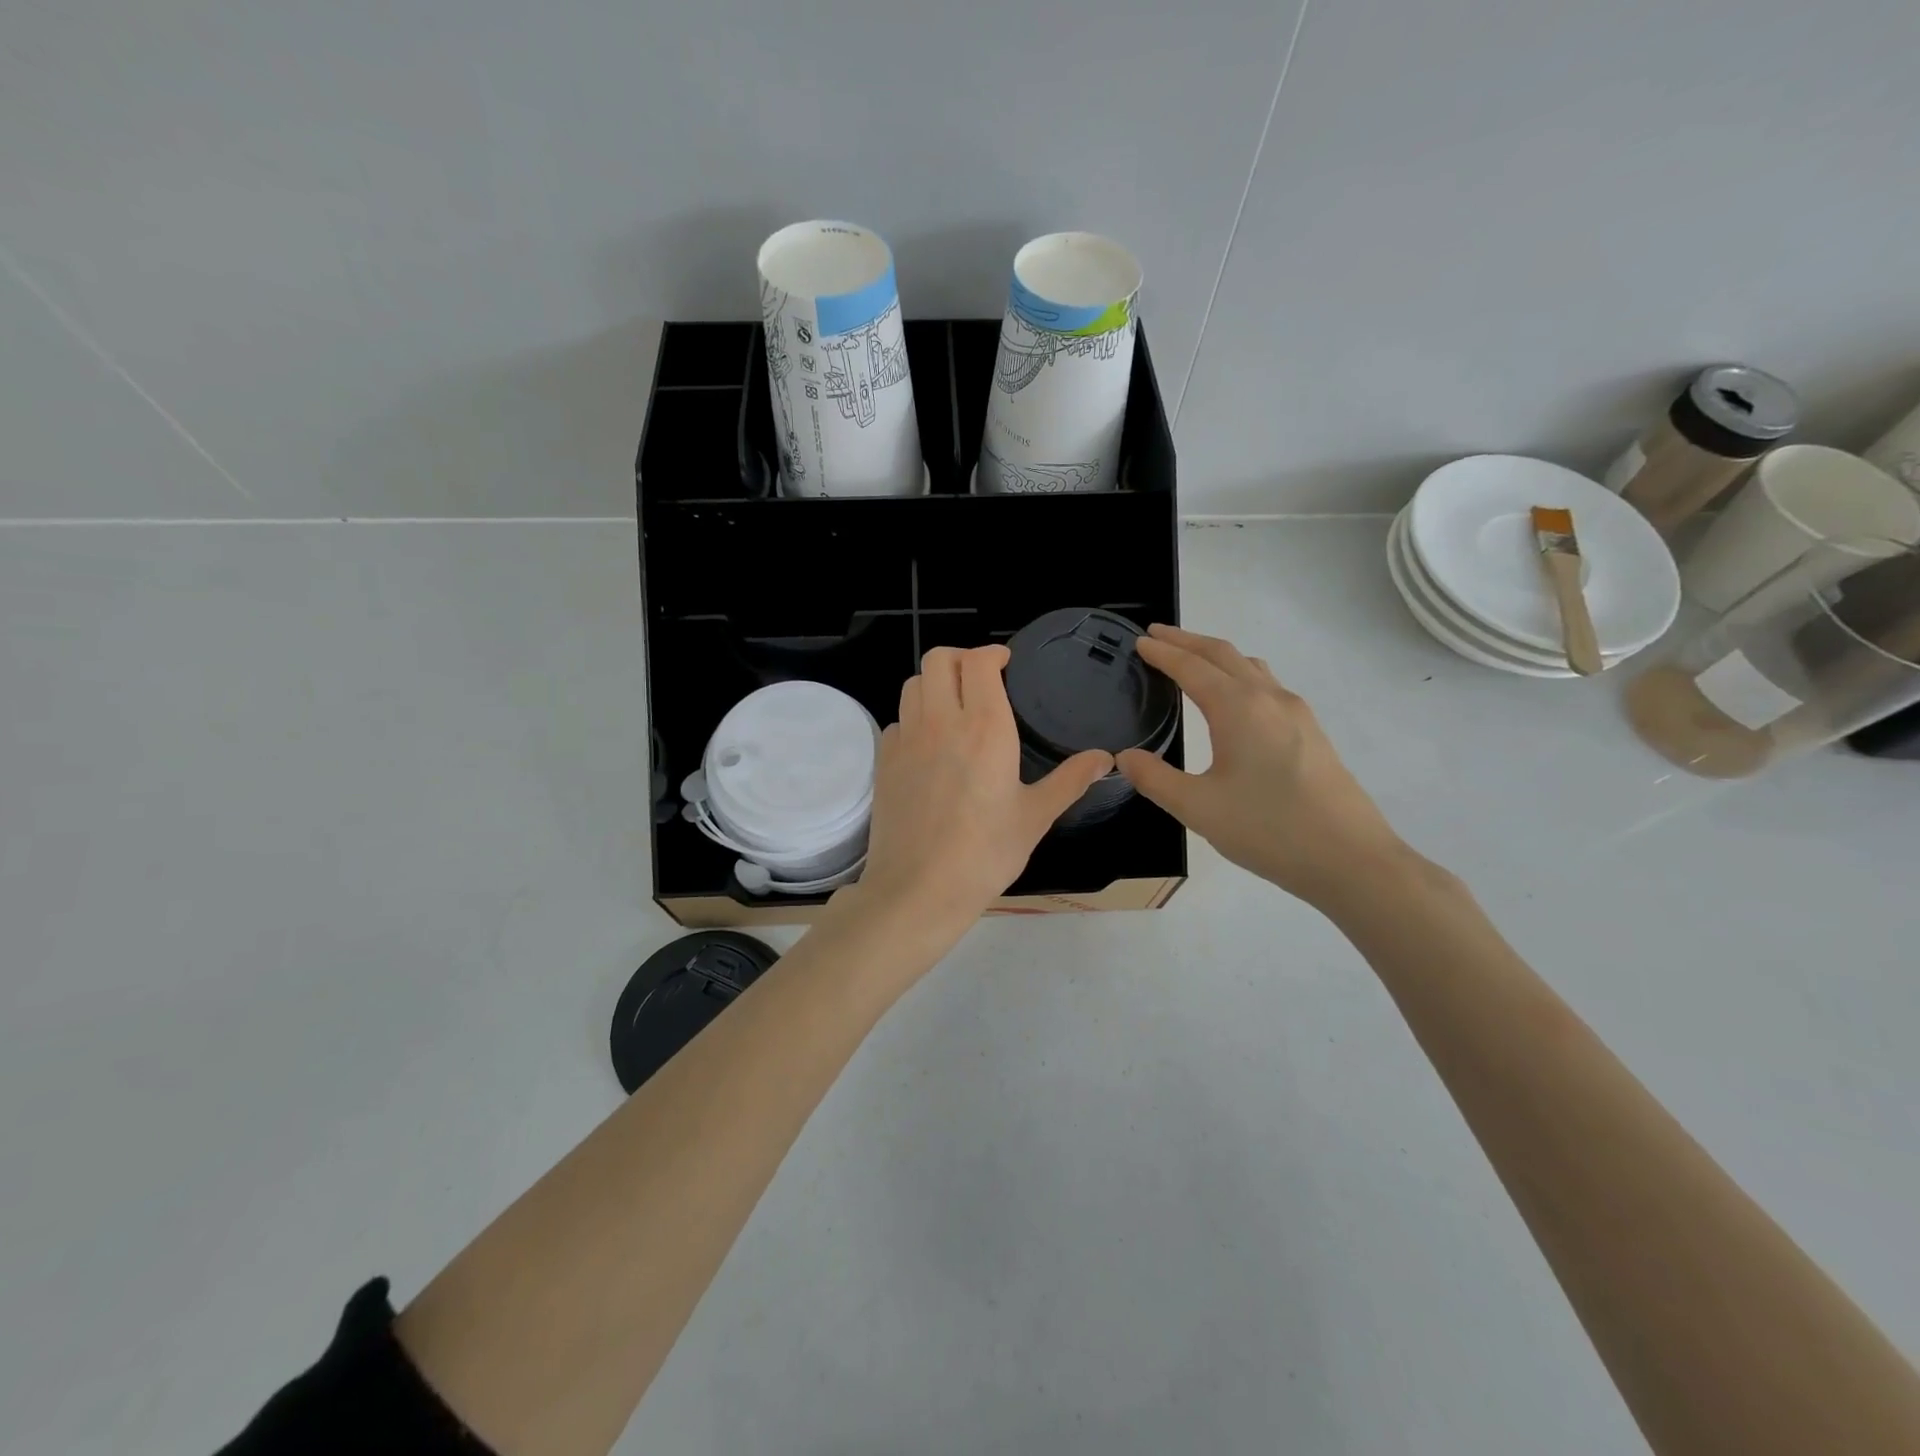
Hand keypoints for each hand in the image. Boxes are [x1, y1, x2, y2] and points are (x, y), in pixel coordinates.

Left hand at [848, 645, 1112, 937]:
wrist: (918, 889)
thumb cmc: (985, 854)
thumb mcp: (1035, 817)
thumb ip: (1070, 780)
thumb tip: (1106, 758)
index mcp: (984, 728)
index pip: (977, 662)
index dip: (991, 653)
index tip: (1005, 663)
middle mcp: (941, 722)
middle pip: (938, 659)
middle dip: (960, 658)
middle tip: (979, 678)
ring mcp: (906, 740)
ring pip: (913, 684)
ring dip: (935, 683)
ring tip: (955, 706)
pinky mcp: (884, 761)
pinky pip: (898, 720)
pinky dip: (915, 718)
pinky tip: (930, 745)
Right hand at [1116, 625, 1410, 910]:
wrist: (1350, 859)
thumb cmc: (1268, 829)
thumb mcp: (1197, 808)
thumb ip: (1155, 779)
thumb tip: (1125, 757)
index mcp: (1238, 708)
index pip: (1192, 667)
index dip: (1163, 652)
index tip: (1140, 641)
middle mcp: (1269, 698)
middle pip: (1223, 654)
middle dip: (1188, 641)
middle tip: (1157, 636)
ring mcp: (1296, 713)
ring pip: (1250, 667)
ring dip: (1216, 655)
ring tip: (1191, 660)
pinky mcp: (1311, 732)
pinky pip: (1267, 685)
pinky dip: (1239, 674)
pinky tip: (1234, 700)